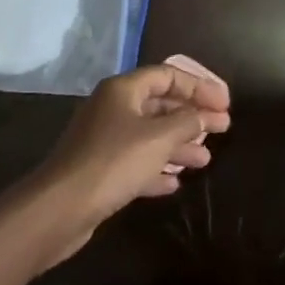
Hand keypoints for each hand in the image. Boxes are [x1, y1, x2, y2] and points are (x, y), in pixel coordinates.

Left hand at [28, 63, 232, 262]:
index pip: (168, 75)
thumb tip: (204, 115)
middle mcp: (112, 108)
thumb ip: (187, 122)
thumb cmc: (113, 163)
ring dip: (179, 145)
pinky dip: (157, 168)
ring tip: (204, 160)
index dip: (199, 86)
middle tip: (222, 129)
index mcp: (123, 90)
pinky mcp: (99, 170)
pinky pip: (136, 162)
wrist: (59, 209)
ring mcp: (104, 140)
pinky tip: (174, 182)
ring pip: (150, 135)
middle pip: (160, 104)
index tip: (225, 104)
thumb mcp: (158, 139)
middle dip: (192, 117)